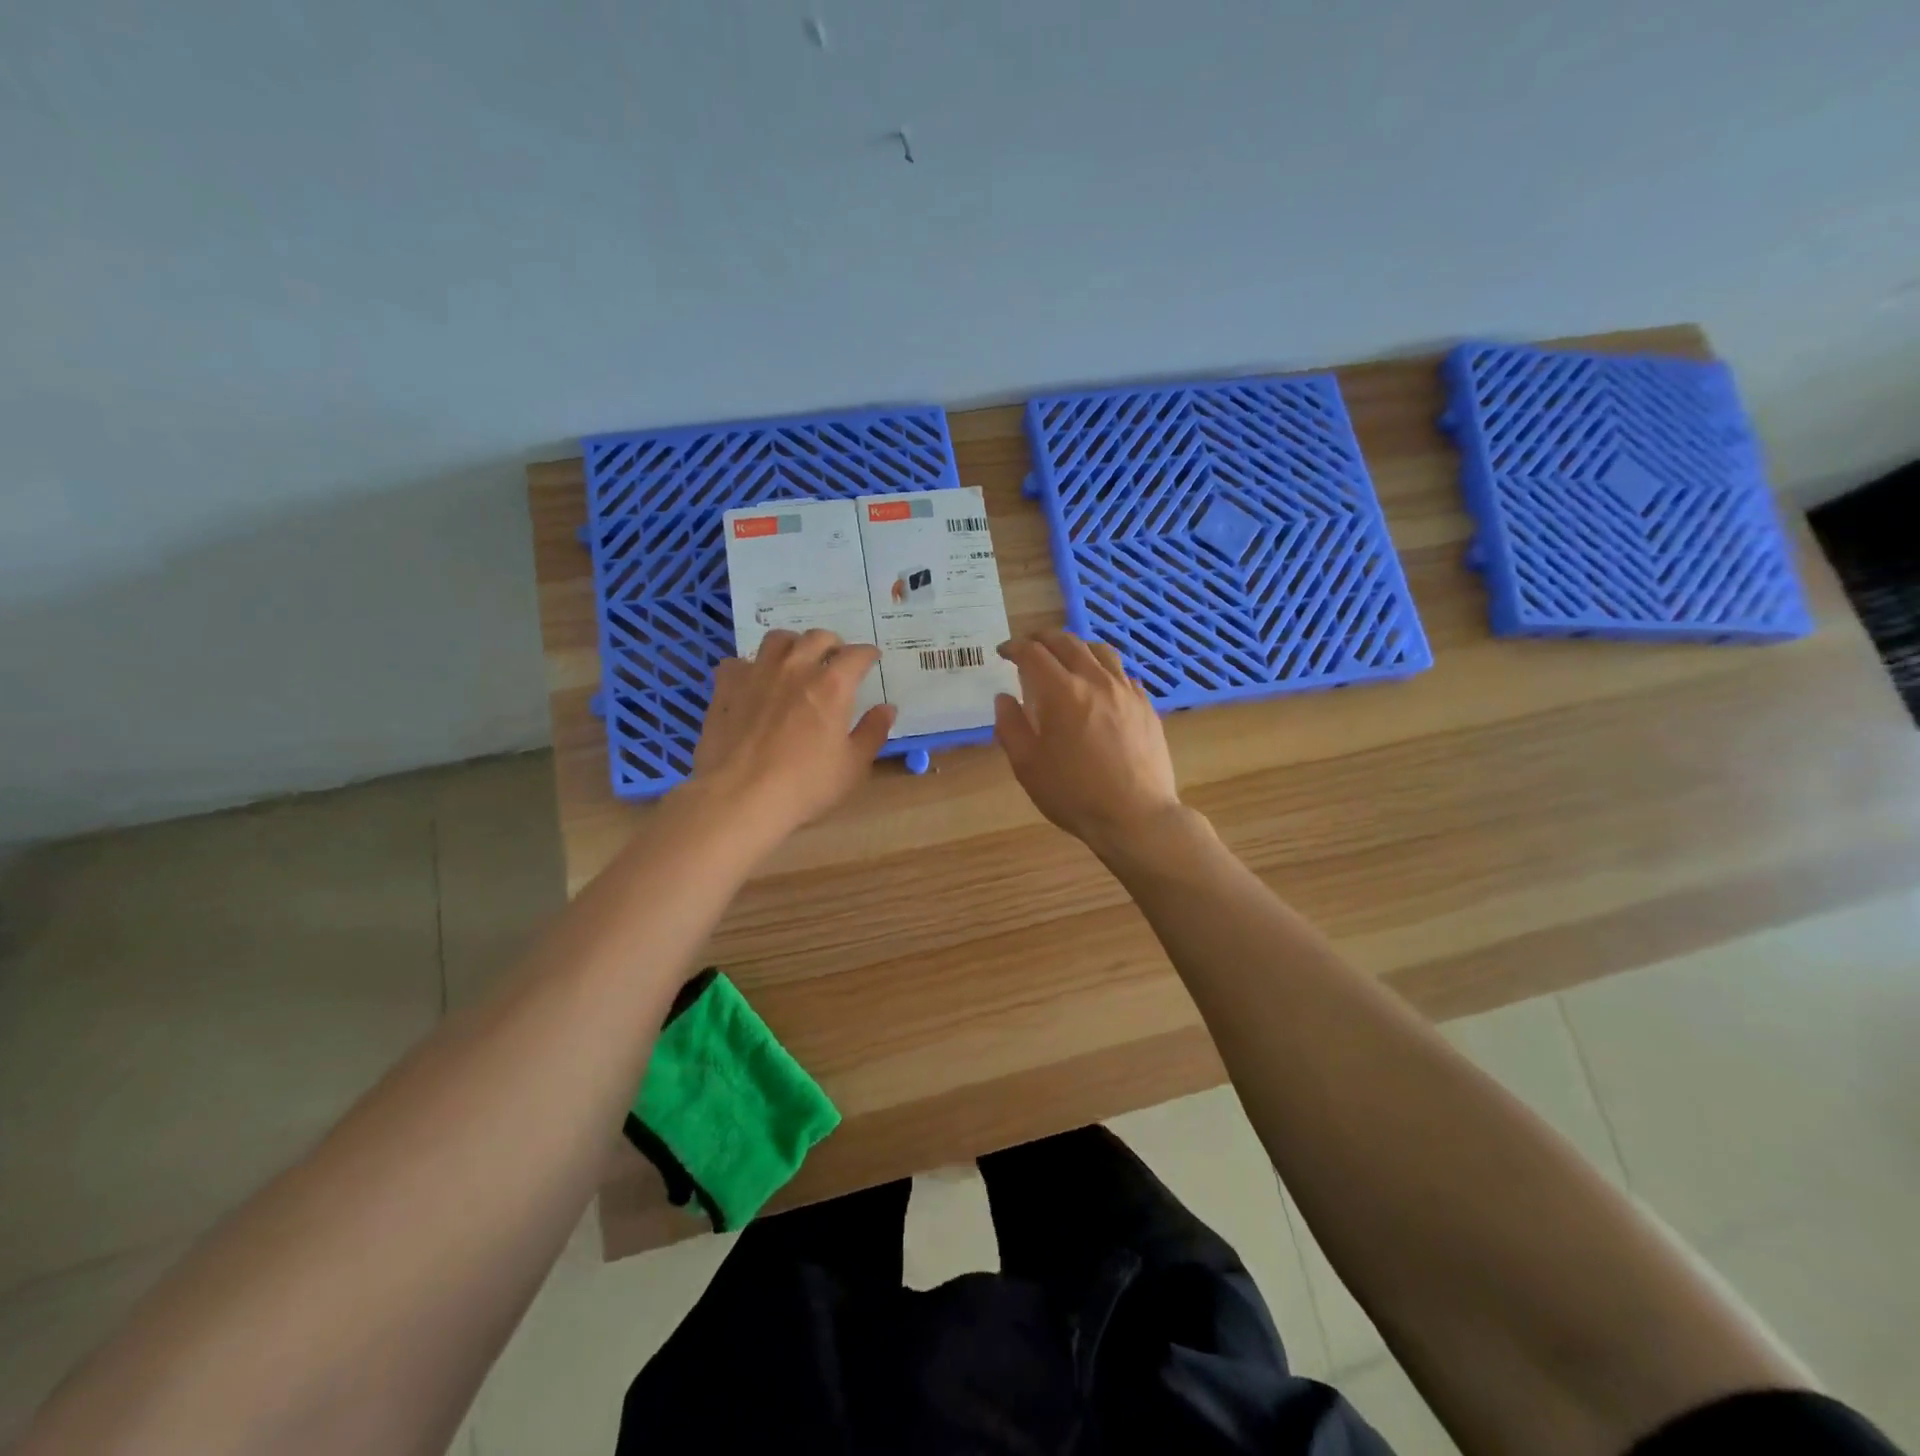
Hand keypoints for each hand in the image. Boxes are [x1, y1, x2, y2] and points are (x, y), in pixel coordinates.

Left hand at [689, 629, 895, 838]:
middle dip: (832, 644)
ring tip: (796, 660)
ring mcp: (757, 674)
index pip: (856, 655)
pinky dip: (750, 667)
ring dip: (792, 645)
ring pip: (777, 639)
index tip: (872, 659)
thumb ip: (872, 732)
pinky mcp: (726, 687)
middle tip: (835, 658)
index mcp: (832, 686)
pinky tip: (753, 682)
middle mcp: (795, 669)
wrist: (739, 797)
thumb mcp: (852, 766)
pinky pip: (738, 662)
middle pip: (817, 638)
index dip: (868, 654)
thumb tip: (887, 708)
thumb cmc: (805, 785)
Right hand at [992, 630, 1184, 857]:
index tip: (1003, 653)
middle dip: (1042, 638)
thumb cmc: (1074, 795)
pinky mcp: (1146, 706)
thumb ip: (1011, 726)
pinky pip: (1122, 673)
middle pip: (1067, 642)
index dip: (1014, 648)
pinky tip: (1099, 684)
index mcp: (1062, 692)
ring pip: (1100, 650)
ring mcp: (1126, 691)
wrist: (1136, 816)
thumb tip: (1004, 698)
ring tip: (1066, 656)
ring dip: (1076, 646)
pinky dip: (1103, 668)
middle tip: (1029, 646)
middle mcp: (1096, 680)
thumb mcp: (1028, 766)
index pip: (1033, 653)